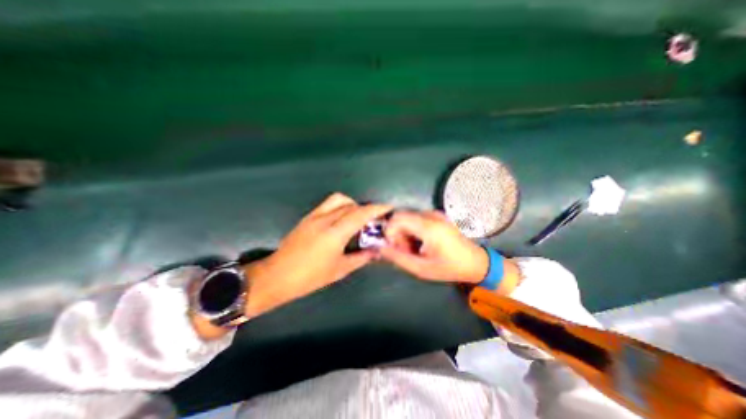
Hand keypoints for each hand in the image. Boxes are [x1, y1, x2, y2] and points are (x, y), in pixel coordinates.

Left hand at [246, 193, 395, 316]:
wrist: (278, 275)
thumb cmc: (310, 277)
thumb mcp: (339, 270)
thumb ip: (360, 258)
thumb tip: (376, 251)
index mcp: (334, 234)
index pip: (360, 214)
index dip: (376, 208)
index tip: (388, 207)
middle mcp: (325, 220)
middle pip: (351, 205)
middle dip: (365, 209)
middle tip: (372, 220)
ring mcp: (314, 216)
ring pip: (338, 199)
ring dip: (351, 204)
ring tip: (356, 217)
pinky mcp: (307, 217)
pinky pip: (328, 204)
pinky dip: (340, 207)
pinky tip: (341, 220)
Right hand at [379, 210, 489, 282]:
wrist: (475, 262)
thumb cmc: (449, 268)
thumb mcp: (421, 269)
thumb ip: (398, 257)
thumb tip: (380, 248)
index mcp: (428, 227)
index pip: (397, 218)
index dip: (389, 232)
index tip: (394, 247)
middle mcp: (431, 215)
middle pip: (401, 217)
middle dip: (396, 233)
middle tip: (404, 250)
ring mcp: (435, 214)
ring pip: (407, 218)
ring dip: (404, 232)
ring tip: (413, 249)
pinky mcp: (437, 216)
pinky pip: (416, 219)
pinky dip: (412, 230)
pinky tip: (420, 243)